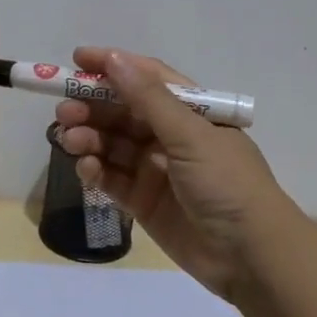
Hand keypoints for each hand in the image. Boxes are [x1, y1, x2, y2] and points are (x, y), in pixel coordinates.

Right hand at [55, 47, 295, 301]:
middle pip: (123, 112)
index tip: (76, 60)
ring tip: (69, 140)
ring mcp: (156, 170)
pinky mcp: (144, 202)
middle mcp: (171, 136)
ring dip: (89, 138)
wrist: (252, 257)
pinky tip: (86, 169)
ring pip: (113, 145)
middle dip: (92, 107)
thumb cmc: (227, 183)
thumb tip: (114, 59)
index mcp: (191, 111)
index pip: (147, 79)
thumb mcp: (191, 135)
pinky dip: (96, 171)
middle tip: (64, 111)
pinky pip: (112, 179)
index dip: (113, 67)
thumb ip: (148, 99)